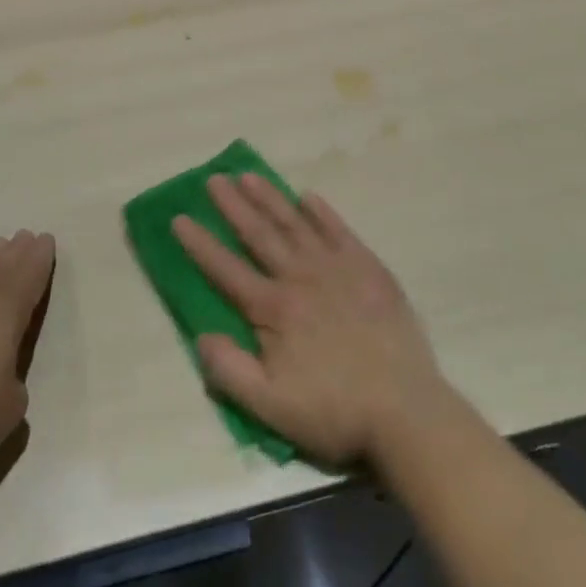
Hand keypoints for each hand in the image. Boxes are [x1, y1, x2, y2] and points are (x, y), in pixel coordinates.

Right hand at [174, 174, 451, 468]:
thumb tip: (201, 336)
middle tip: (213, 178)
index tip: (179, 217)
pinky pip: (339, 230)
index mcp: (274, 309)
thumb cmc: (334, 411)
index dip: (200, 244)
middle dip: (233, 206)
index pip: (226, 270)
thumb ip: (230, 371)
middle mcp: (301, 278)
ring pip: (295, 224)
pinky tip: (307, 197)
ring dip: (270, 198)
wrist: (405, 409)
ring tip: (248, 175)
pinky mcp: (368, 268)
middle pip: (259, 235)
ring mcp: (337, 268)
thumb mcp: (271, 407)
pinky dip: (321, 212)